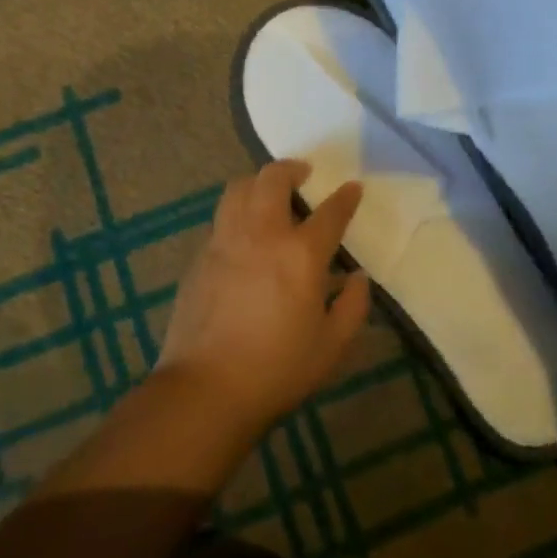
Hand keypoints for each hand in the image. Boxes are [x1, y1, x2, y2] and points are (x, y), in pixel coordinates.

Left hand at [156, 160, 370, 437]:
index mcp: (301, 255)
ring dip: (258, 183)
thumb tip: (357, 277)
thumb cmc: (276, 371)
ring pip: (238, 189)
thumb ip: (352, 306)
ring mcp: (224, 241)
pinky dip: (237, 214)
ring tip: (269, 193)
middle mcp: (261, 235)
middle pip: (273, 179)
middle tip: (302, 174)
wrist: (204, 389)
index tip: (352, 188)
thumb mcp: (331, 347)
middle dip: (291, 168)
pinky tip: (244, 236)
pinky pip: (221, 219)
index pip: (330, 213)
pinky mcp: (199, 257)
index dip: (345, 197)